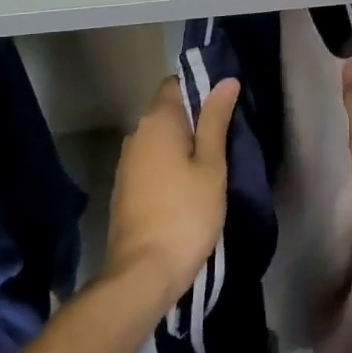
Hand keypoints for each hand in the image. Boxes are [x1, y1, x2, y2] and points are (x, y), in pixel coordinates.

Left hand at [105, 75, 236, 310]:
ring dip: (181, 144)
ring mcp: (126, 162)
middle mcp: (136, 133)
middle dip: (194, 118)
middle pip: (167, 111)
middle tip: (226, 136)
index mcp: (157, 121)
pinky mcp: (125, 188)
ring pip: (159, 139)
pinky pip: (151, 162)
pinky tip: (187, 185)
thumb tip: (226, 80)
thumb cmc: (186, 213)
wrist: (143, 272)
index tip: (224, 104)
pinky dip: (169, 165)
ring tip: (211, 162)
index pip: (175, 84)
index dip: (200, 88)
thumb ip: (216, 120)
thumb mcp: (211, 165)